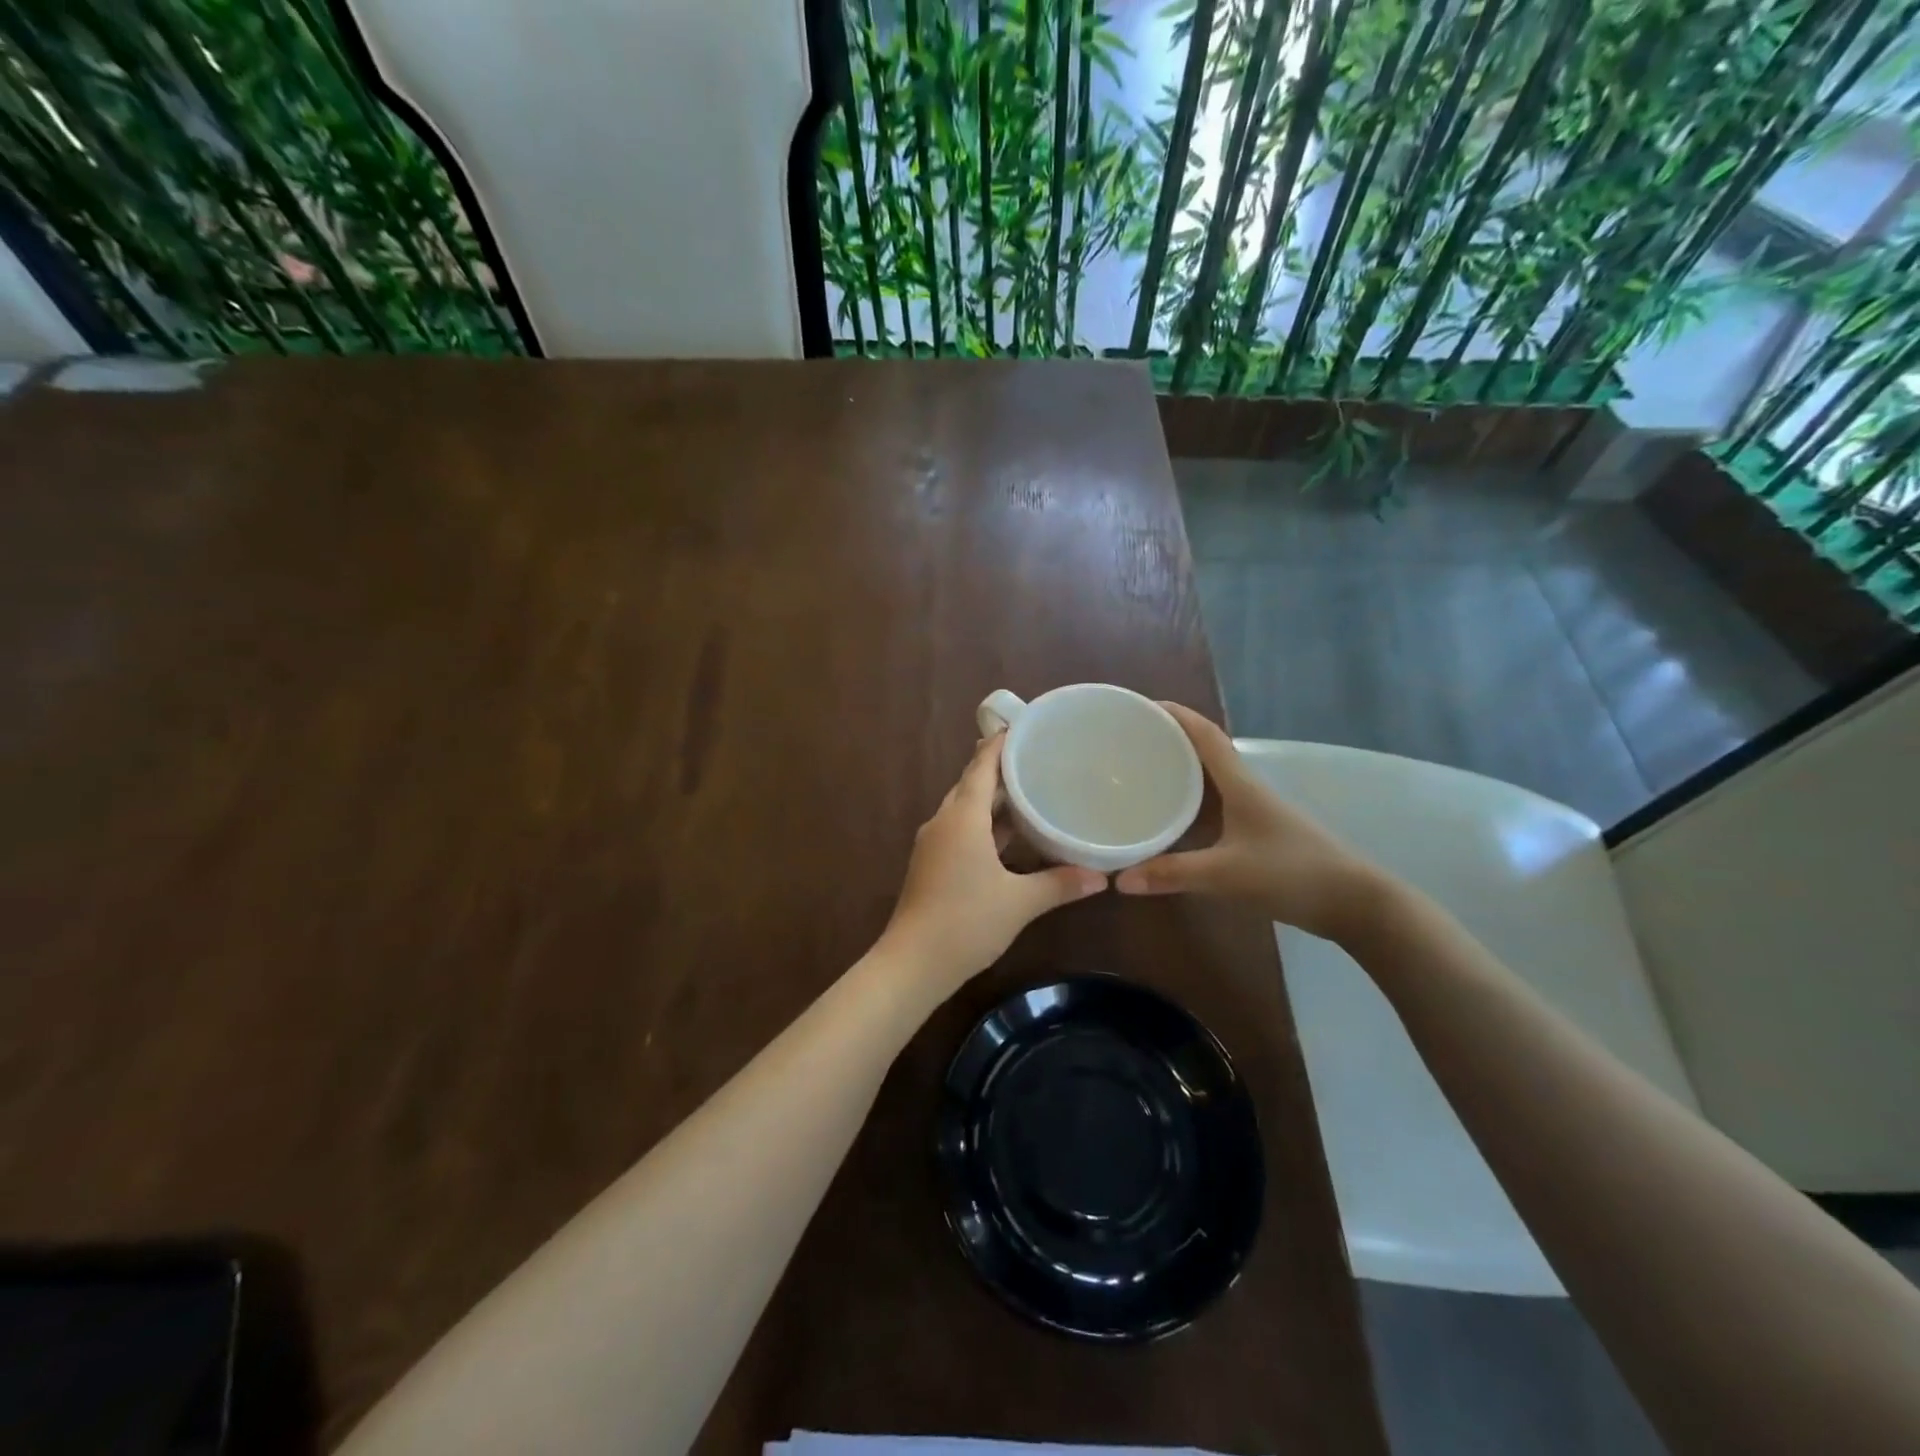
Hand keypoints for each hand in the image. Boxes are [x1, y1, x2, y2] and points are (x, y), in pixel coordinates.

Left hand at [881, 734, 1105, 990]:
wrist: (912, 963)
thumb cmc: (966, 922)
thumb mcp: (1020, 903)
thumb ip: (1060, 884)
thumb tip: (1102, 877)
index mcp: (962, 817)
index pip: (982, 766)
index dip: (1001, 743)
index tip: (1025, 725)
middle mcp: (944, 822)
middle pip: (972, 783)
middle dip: (1001, 768)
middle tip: (1037, 757)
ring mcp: (934, 844)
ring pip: (966, 809)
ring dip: (994, 799)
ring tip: (1030, 790)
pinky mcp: (932, 864)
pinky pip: (962, 830)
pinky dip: (985, 824)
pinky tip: (1010, 835)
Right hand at [1114, 703, 1384, 943]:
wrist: (1354, 903)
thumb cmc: (1292, 874)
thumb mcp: (1226, 874)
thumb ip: (1172, 874)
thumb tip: (1119, 880)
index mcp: (1241, 784)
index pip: (1205, 735)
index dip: (1175, 715)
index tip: (1141, 706)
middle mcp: (1247, 789)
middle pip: (1205, 751)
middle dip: (1169, 739)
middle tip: (1130, 740)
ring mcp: (1255, 811)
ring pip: (1211, 780)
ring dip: (1180, 770)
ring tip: (1142, 772)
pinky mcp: (1259, 833)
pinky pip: (1216, 805)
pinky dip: (1190, 802)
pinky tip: (1172, 818)